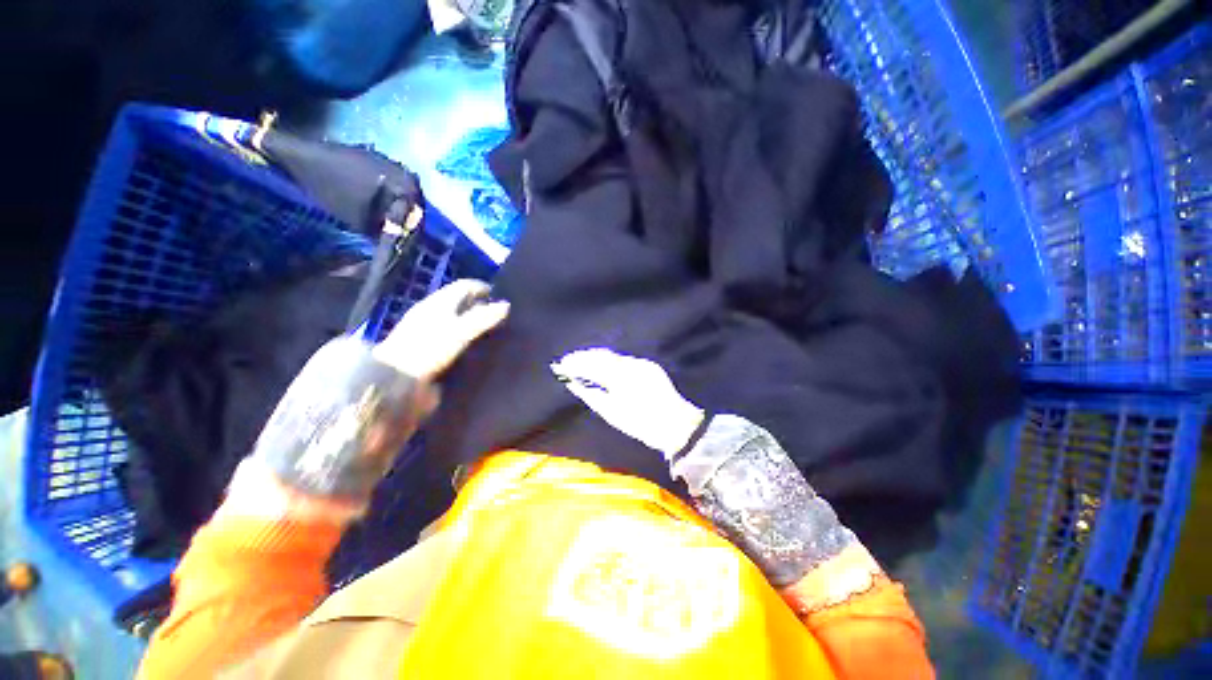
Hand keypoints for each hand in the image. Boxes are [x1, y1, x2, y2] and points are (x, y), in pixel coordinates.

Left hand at [373, 279, 509, 379]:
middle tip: (502, 317)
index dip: (483, 288)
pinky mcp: (426, 349)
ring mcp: (427, 331)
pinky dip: (465, 339)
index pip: (464, 286)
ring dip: (473, 324)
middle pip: (461, 303)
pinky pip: (452, 338)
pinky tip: (476, 349)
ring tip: (493, 334)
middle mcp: (432, 312)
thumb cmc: (428, 349)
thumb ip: (483, 318)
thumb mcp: (460, 332)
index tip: (503, 297)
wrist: (394, 380)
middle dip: (481, 307)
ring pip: (457, 321)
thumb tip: (506, 305)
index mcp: (438, 302)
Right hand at [551, 348, 703, 458]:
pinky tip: (603, 367)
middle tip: (569, 361)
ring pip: (614, 357)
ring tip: (582, 362)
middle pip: (602, 356)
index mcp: (621, 377)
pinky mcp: (649, 366)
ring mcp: (642, 364)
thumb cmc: (641, 424)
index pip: (592, 365)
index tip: (562, 364)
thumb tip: (574, 384)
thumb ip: (591, 395)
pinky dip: (611, 362)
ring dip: (597, 358)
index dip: (576, 363)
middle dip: (584, 357)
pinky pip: (625, 361)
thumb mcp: (612, 413)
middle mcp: (631, 365)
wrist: (676, 425)